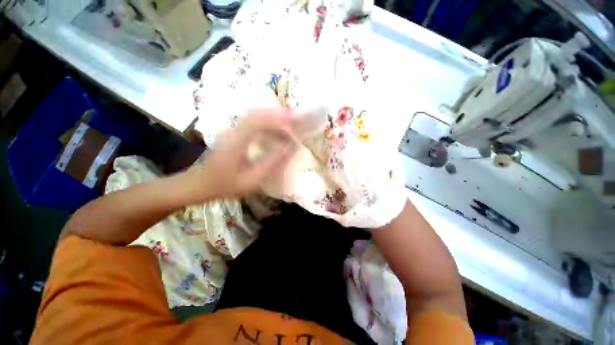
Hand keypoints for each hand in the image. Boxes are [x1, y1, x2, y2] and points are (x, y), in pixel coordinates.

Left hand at [189, 109, 297, 199]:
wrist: (200, 183)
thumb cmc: (225, 185)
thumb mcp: (251, 181)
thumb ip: (271, 164)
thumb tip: (290, 149)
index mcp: (236, 141)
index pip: (259, 122)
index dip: (280, 123)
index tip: (295, 130)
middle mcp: (233, 130)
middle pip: (258, 113)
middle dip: (280, 114)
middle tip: (298, 119)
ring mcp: (233, 129)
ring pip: (256, 115)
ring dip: (275, 116)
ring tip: (292, 123)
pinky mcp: (234, 132)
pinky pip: (253, 121)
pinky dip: (269, 122)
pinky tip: (278, 129)